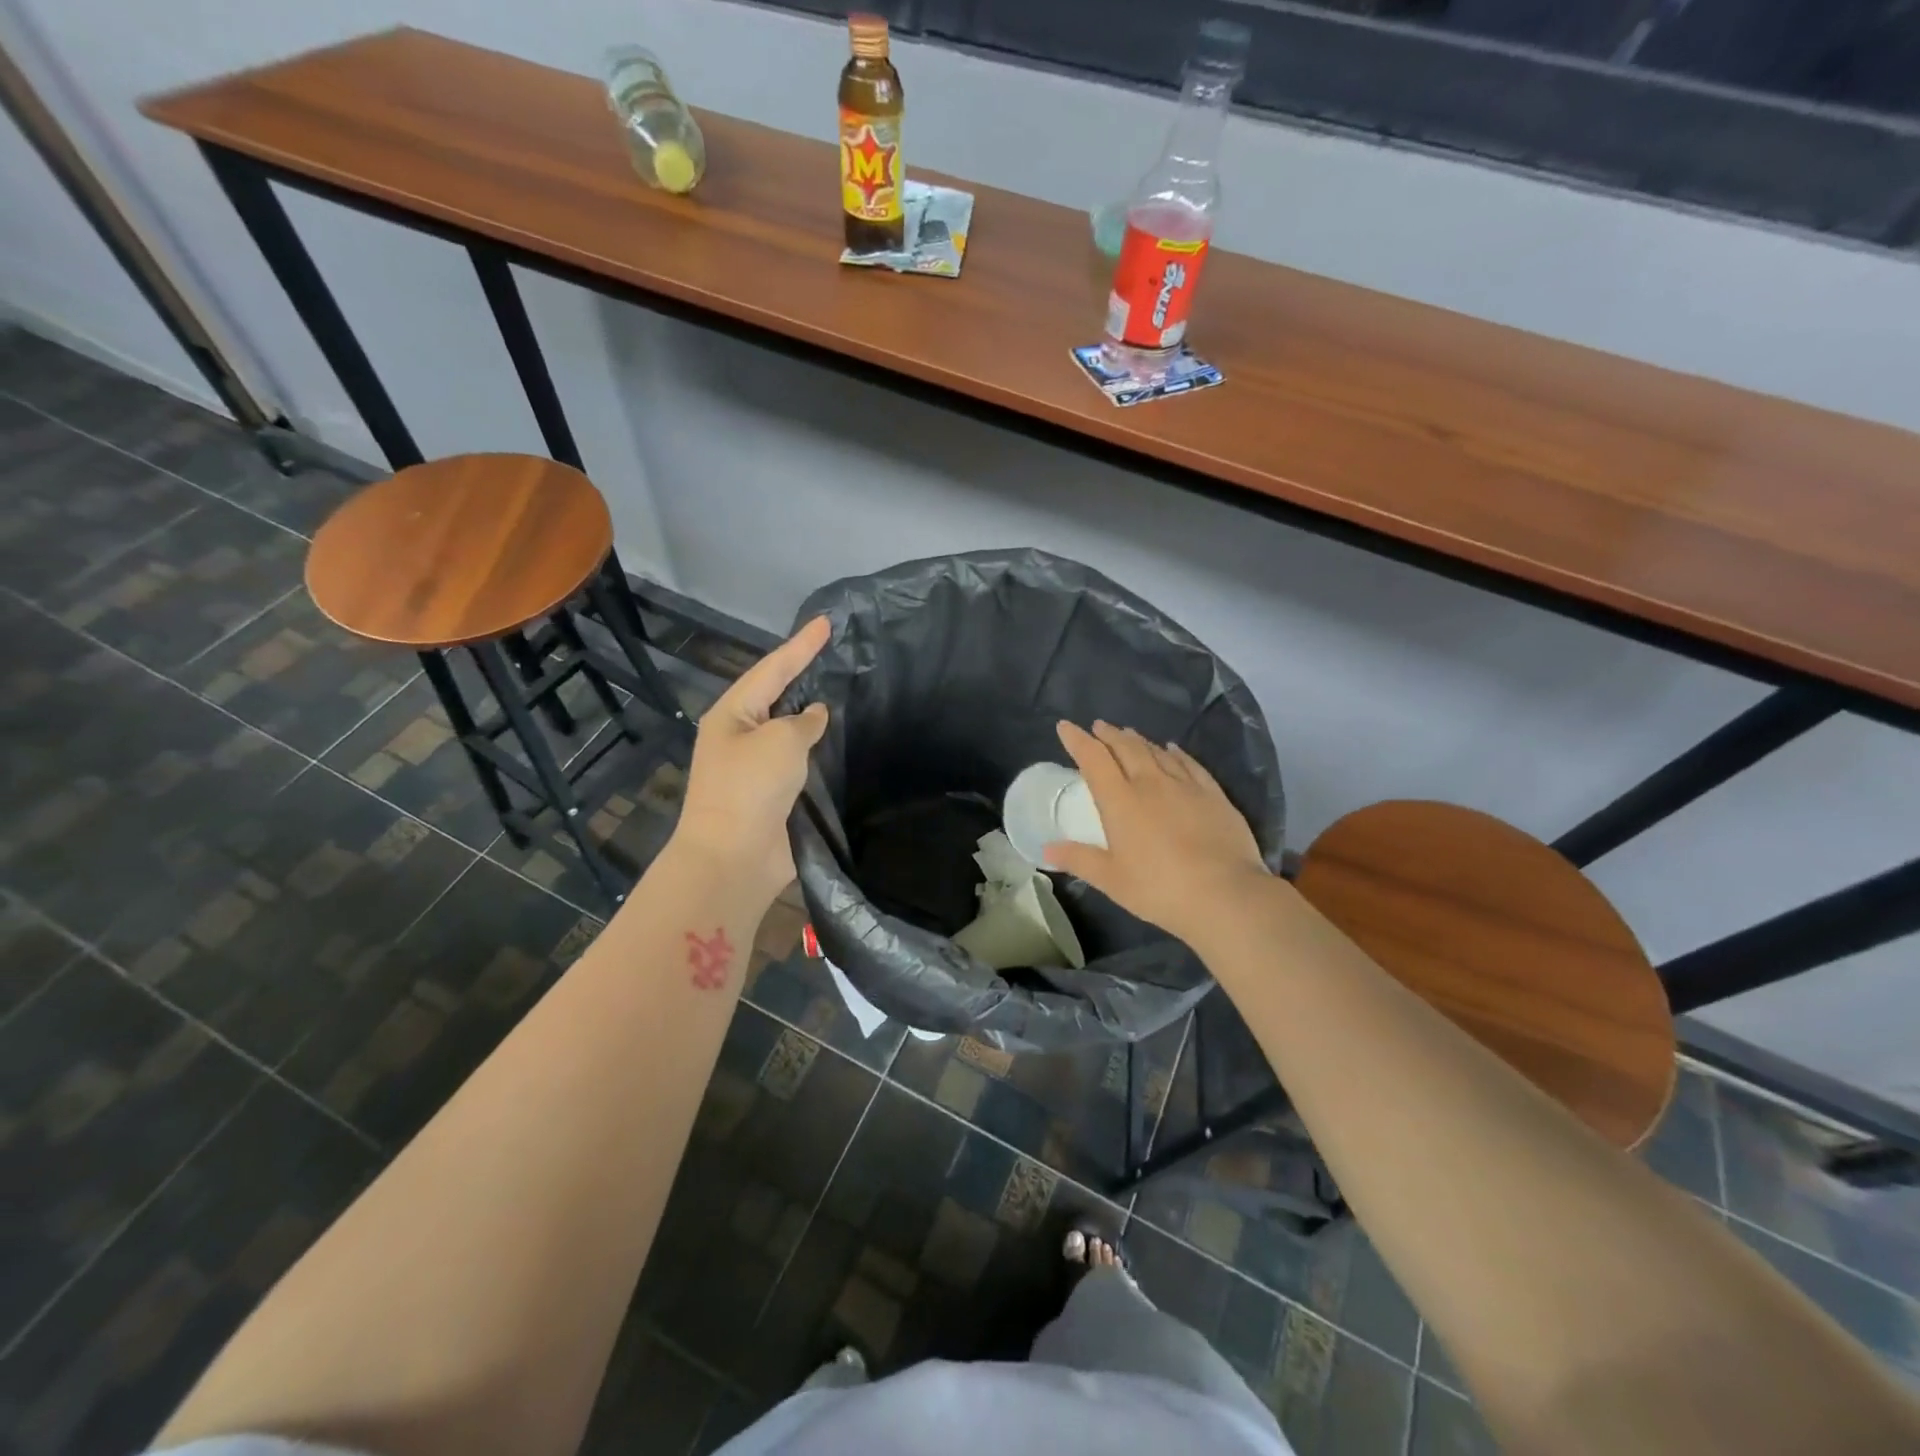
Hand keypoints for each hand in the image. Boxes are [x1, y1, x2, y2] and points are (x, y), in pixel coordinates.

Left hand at [671, 617, 831, 901]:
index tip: (827, 622)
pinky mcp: (774, 796)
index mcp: (732, 714)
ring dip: (815, 717)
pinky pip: (801, 763)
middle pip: (779, 697)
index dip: (802, 645)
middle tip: (839, 654)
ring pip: (792, 732)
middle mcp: (741, 736)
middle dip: (806, 676)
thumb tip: (814, 716)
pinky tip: (844, 743)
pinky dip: (820, 752)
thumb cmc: (750, 789)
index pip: (773, 668)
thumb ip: (803, 721)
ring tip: (848, 692)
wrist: (734, 859)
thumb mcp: (780, 741)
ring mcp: (757, 768)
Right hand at [1044, 720, 1269, 944]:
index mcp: (1120, 801)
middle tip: (1099, 726)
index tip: (1066, 726)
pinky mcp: (1213, 795)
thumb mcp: (1111, 880)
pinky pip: (1189, 764)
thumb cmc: (1159, 889)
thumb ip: (1079, 860)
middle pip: (1126, 748)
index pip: (1094, 759)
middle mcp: (1151, 783)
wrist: (1225, 894)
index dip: (1077, 740)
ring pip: (1157, 752)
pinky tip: (1173, 750)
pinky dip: (1176, 753)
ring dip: (1139, 740)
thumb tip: (1046, 849)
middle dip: (1109, 735)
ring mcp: (1185, 786)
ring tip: (1129, 734)